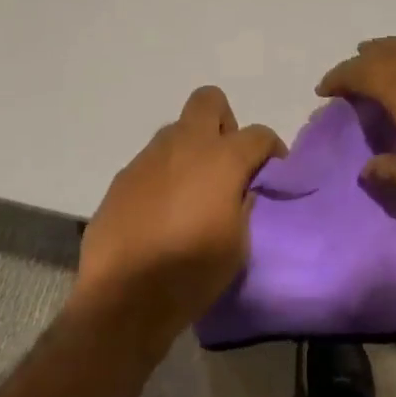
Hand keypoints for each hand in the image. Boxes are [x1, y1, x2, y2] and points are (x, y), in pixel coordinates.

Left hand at [75, 86, 285, 338]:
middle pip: (209, 100)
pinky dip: (165, 174)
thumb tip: (243, 190)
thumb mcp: (238, 245)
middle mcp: (184, 145)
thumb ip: (244, 205)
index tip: (272, 172)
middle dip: (225, 123)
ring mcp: (149, 157)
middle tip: (227, 162)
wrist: (123, 296)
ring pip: (177, 130)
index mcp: (221, 159)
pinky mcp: (123, 177)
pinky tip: (162, 210)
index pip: (258, 134)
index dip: (271, 150)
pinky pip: (152, 161)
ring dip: (191, 149)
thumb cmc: (191, 271)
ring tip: (193, 191)